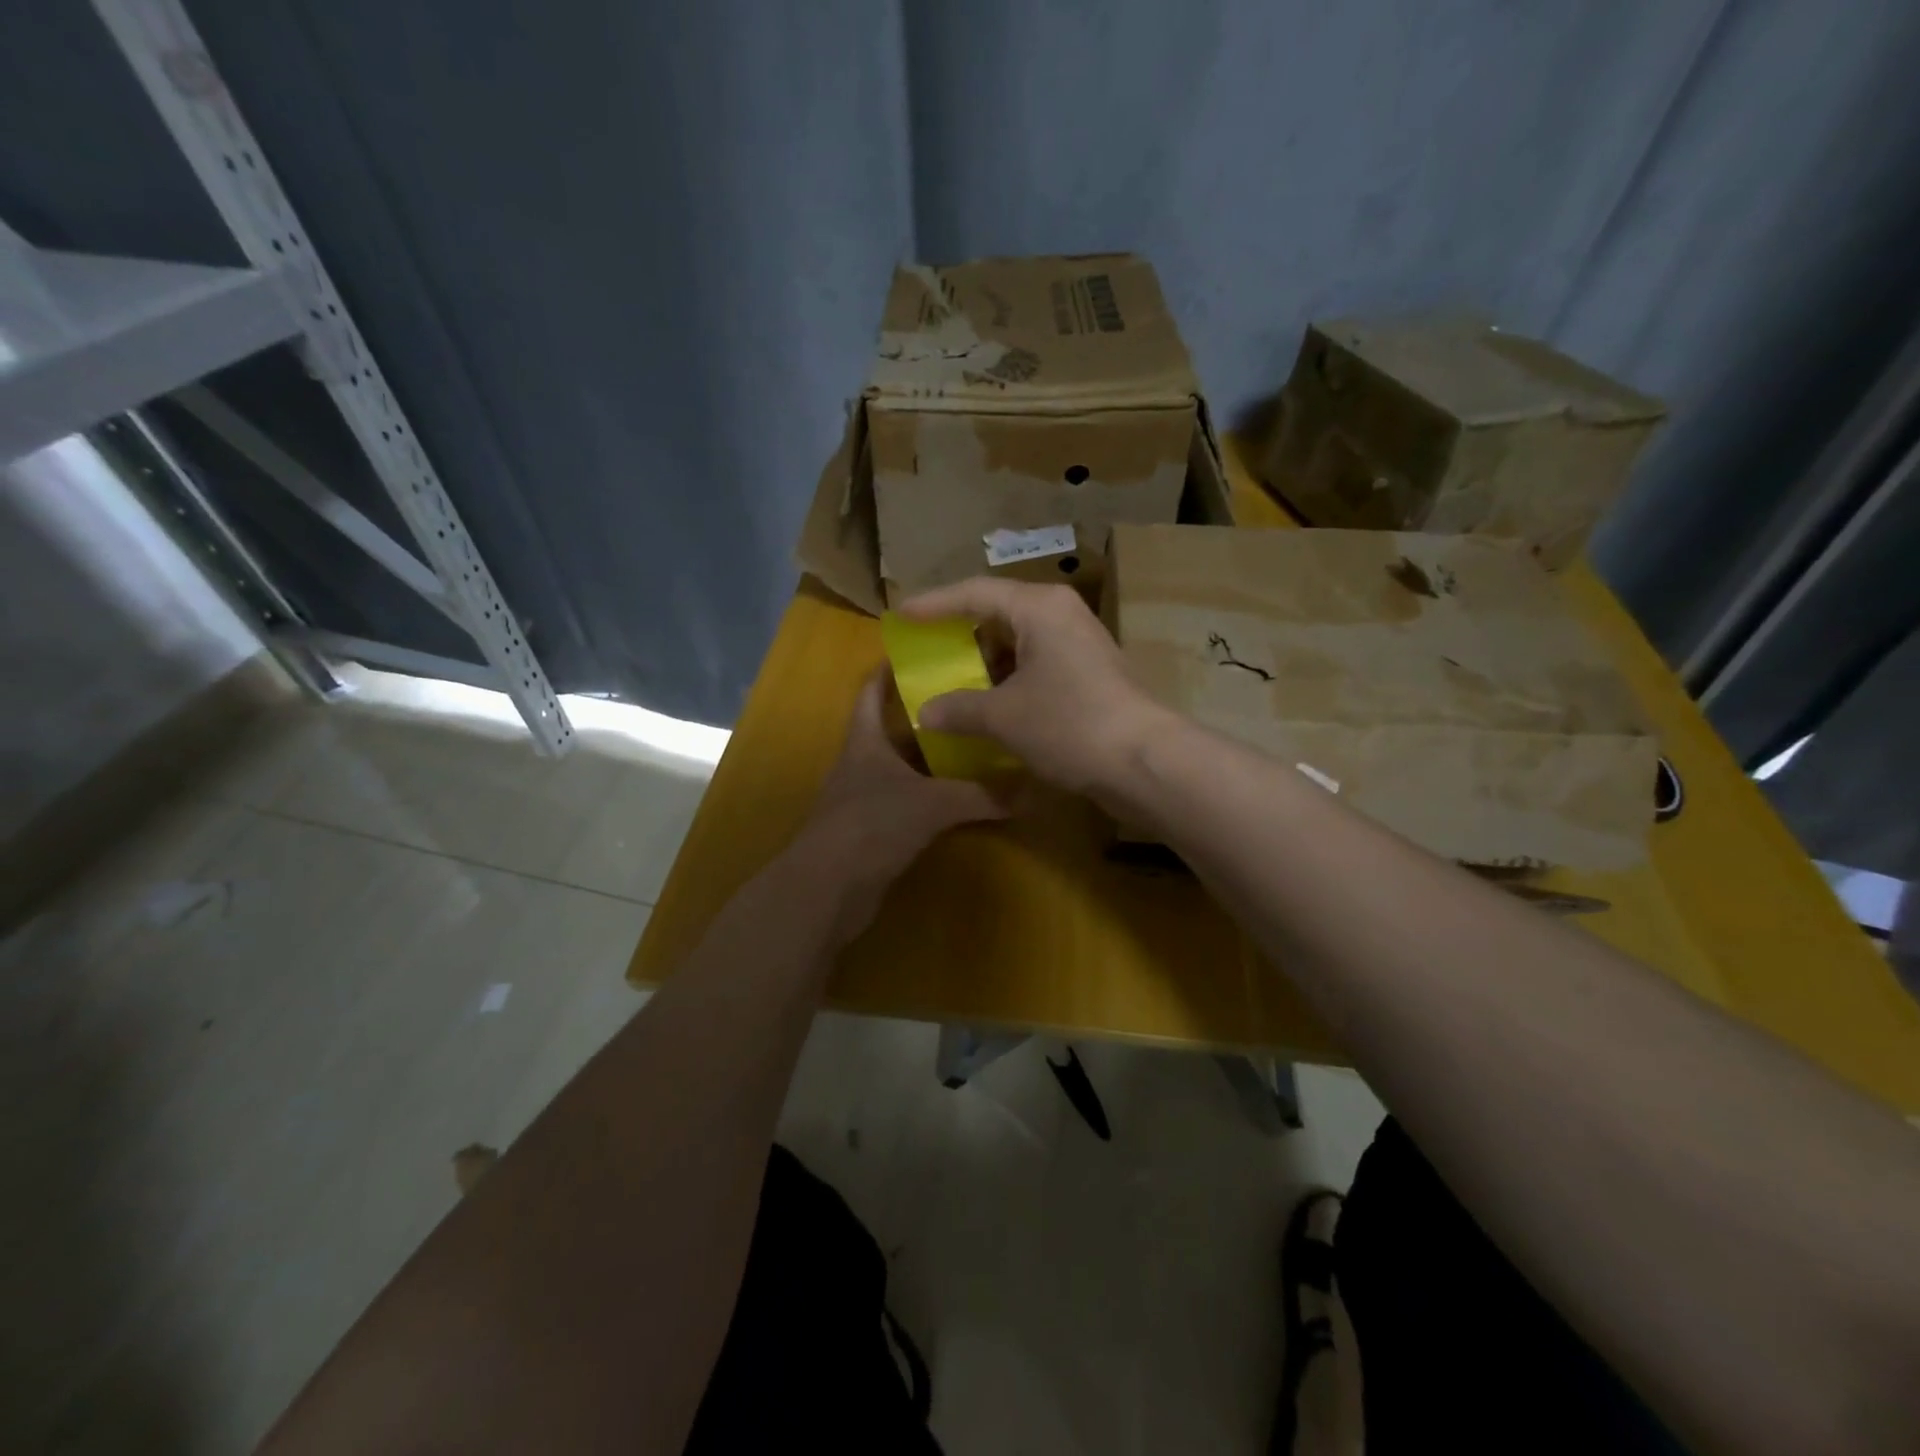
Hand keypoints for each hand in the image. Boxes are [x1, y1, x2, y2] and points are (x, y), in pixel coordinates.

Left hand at [796, 668, 1008, 939]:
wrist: (827, 890)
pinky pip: (907, 801)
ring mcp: (864, 798)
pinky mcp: (872, 830)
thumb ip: (980, 795)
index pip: (870, 691)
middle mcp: (862, 763)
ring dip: (932, 759)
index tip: (921, 651)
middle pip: (894, 729)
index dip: (889, 669)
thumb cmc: (871, 826)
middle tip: (969, 701)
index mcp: (865, 741)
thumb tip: (1031, 790)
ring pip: (903, 767)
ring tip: (974, 744)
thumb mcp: (932, 804)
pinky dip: (931, 795)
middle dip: (928, 715)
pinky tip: (960, 797)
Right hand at [899, 577, 1176, 799]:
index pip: (975, 593)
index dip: (934, 604)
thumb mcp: (1003, 717)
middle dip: (961, 633)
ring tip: (953, 681)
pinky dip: (1009, 679)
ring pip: (1020, 642)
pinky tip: (990, 703)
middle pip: (999, 612)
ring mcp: (1080, 643)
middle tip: (927, 648)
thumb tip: (925, 713)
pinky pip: (1037, 664)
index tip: (901, 615)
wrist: (1144, 761)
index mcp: (1038, 608)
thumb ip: (959, 709)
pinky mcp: (1090, 673)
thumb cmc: (1068, 724)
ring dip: (986, 662)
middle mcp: (1061, 615)